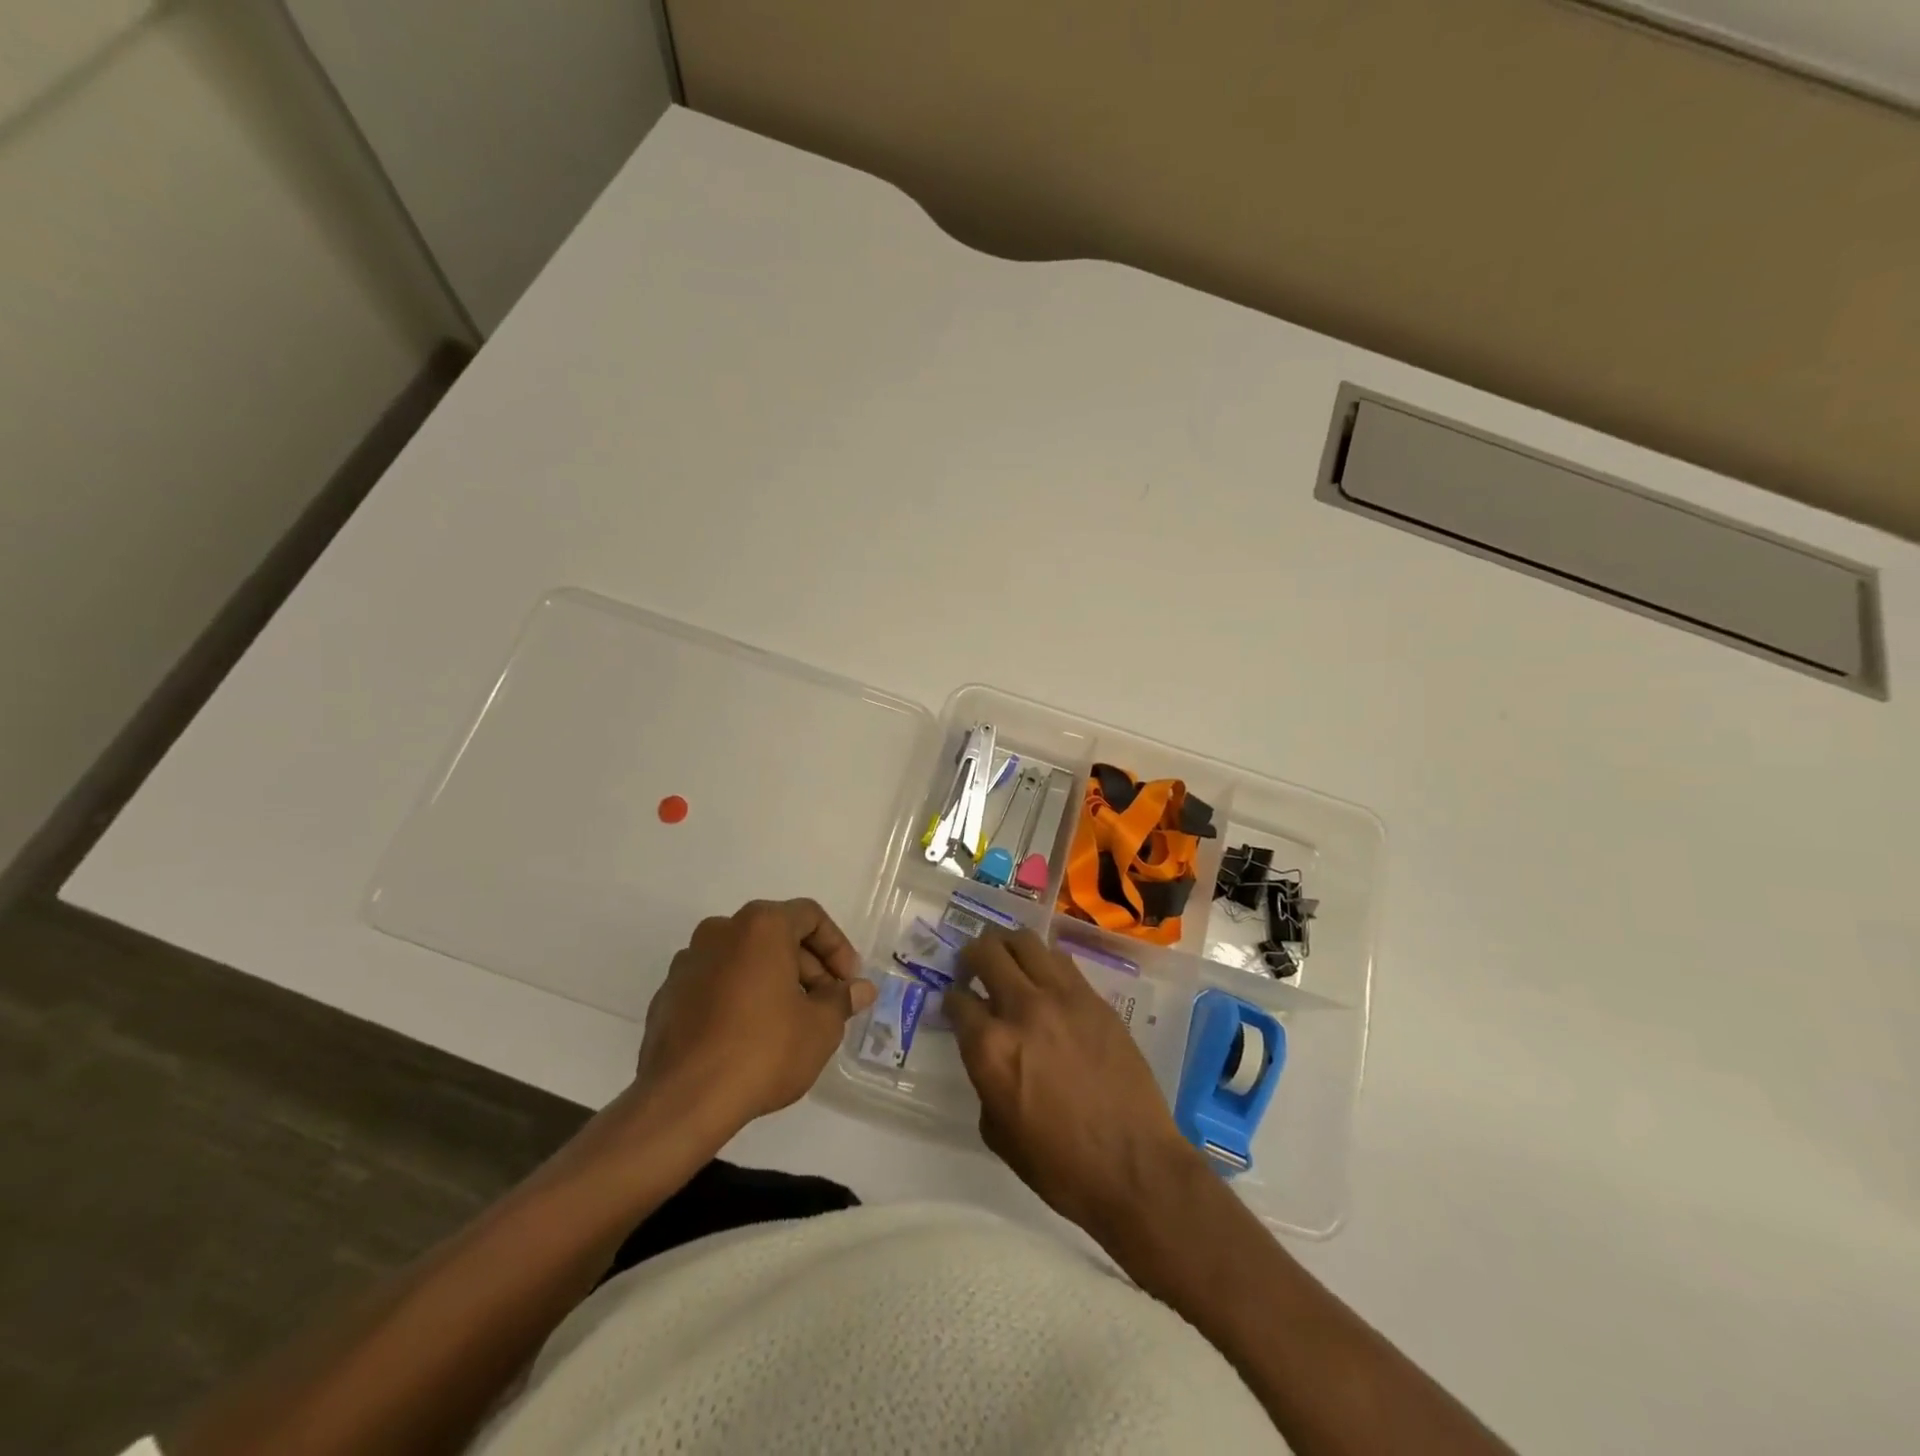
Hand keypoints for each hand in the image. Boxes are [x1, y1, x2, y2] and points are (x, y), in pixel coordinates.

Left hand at [631, 898, 876, 1137]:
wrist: (683, 1100)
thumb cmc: (764, 1050)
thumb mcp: (821, 1027)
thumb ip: (842, 999)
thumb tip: (861, 989)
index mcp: (760, 925)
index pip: (809, 916)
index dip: (837, 947)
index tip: (847, 982)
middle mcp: (720, 931)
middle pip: (775, 935)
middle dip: (806, 967)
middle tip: (825, 1004)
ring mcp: (688, 963)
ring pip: (743, 959)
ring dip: (772, 981)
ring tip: (790, 1022)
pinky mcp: (667, 996)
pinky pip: (715, 984)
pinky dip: (738, 998)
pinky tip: (750, 1037)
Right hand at [944, 929, 1202, 1237]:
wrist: (1134, 1166)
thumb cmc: (1059, 1165)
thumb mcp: (998, 1132)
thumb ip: (985, 1081)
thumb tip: (989, 1057)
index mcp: (991, 1047)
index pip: (958, 1000)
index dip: (952, 1000)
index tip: (956, 1003)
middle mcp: (1022, 1009)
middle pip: (987, 953)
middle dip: (972, 956)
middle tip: (973, 968)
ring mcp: (1063, 997)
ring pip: (1025, 942)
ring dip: (1008, 946)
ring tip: (1007, 960)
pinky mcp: (1095, 999)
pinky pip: (1061, 961)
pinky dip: (1043, 961)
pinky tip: (1044, 978)